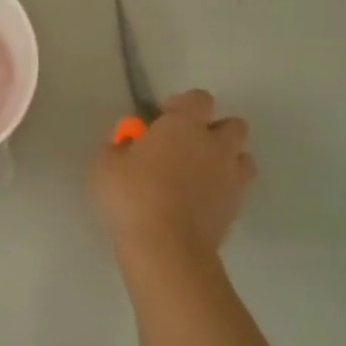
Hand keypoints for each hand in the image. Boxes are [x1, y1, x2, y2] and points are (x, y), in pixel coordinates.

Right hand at [95, 89, 253, 259]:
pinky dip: (221, 188)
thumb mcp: (105, 165)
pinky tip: (197, 201)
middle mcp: (216, 145)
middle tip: (183, 146)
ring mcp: (231, 177)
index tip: (161, 118)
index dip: (181, 104)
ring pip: (240, 156)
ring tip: (195, 175)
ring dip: (223, 159)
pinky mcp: (236, 207)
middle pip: (232, 124)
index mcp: (185, 126)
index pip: (198, 99)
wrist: (166, 247)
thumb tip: (128, 144)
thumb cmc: (132, 196)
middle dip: (211, 130)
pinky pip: (235, 187)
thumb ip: (119, 146)